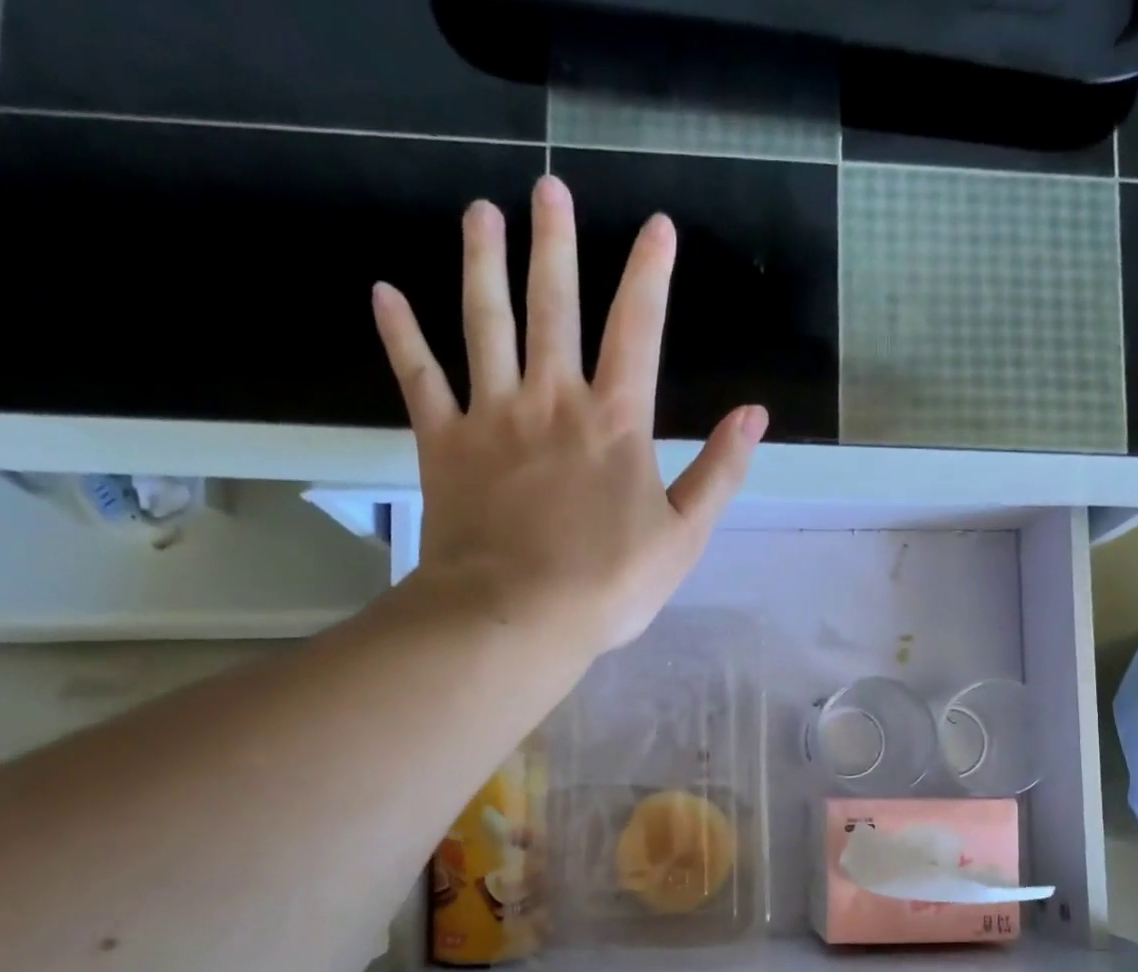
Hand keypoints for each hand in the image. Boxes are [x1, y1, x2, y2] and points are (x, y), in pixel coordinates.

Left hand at [371, 176, 766, 652]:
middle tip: (548, 189)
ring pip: (485, 323)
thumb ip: (719, 472)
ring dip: (483, 264)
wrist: (517, 616)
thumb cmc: (608, 584)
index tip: (657, 226)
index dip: (650, 275)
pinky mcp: (445, 444)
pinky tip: (384, 294)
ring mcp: (492, 417)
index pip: (637, 330)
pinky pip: (418, 378)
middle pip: (553, 306)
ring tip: (480, 214)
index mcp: (614, 422)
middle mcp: (552, 400)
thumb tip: (754, 415)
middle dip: (555, 245)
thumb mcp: (683, 537)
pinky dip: (401, 336)